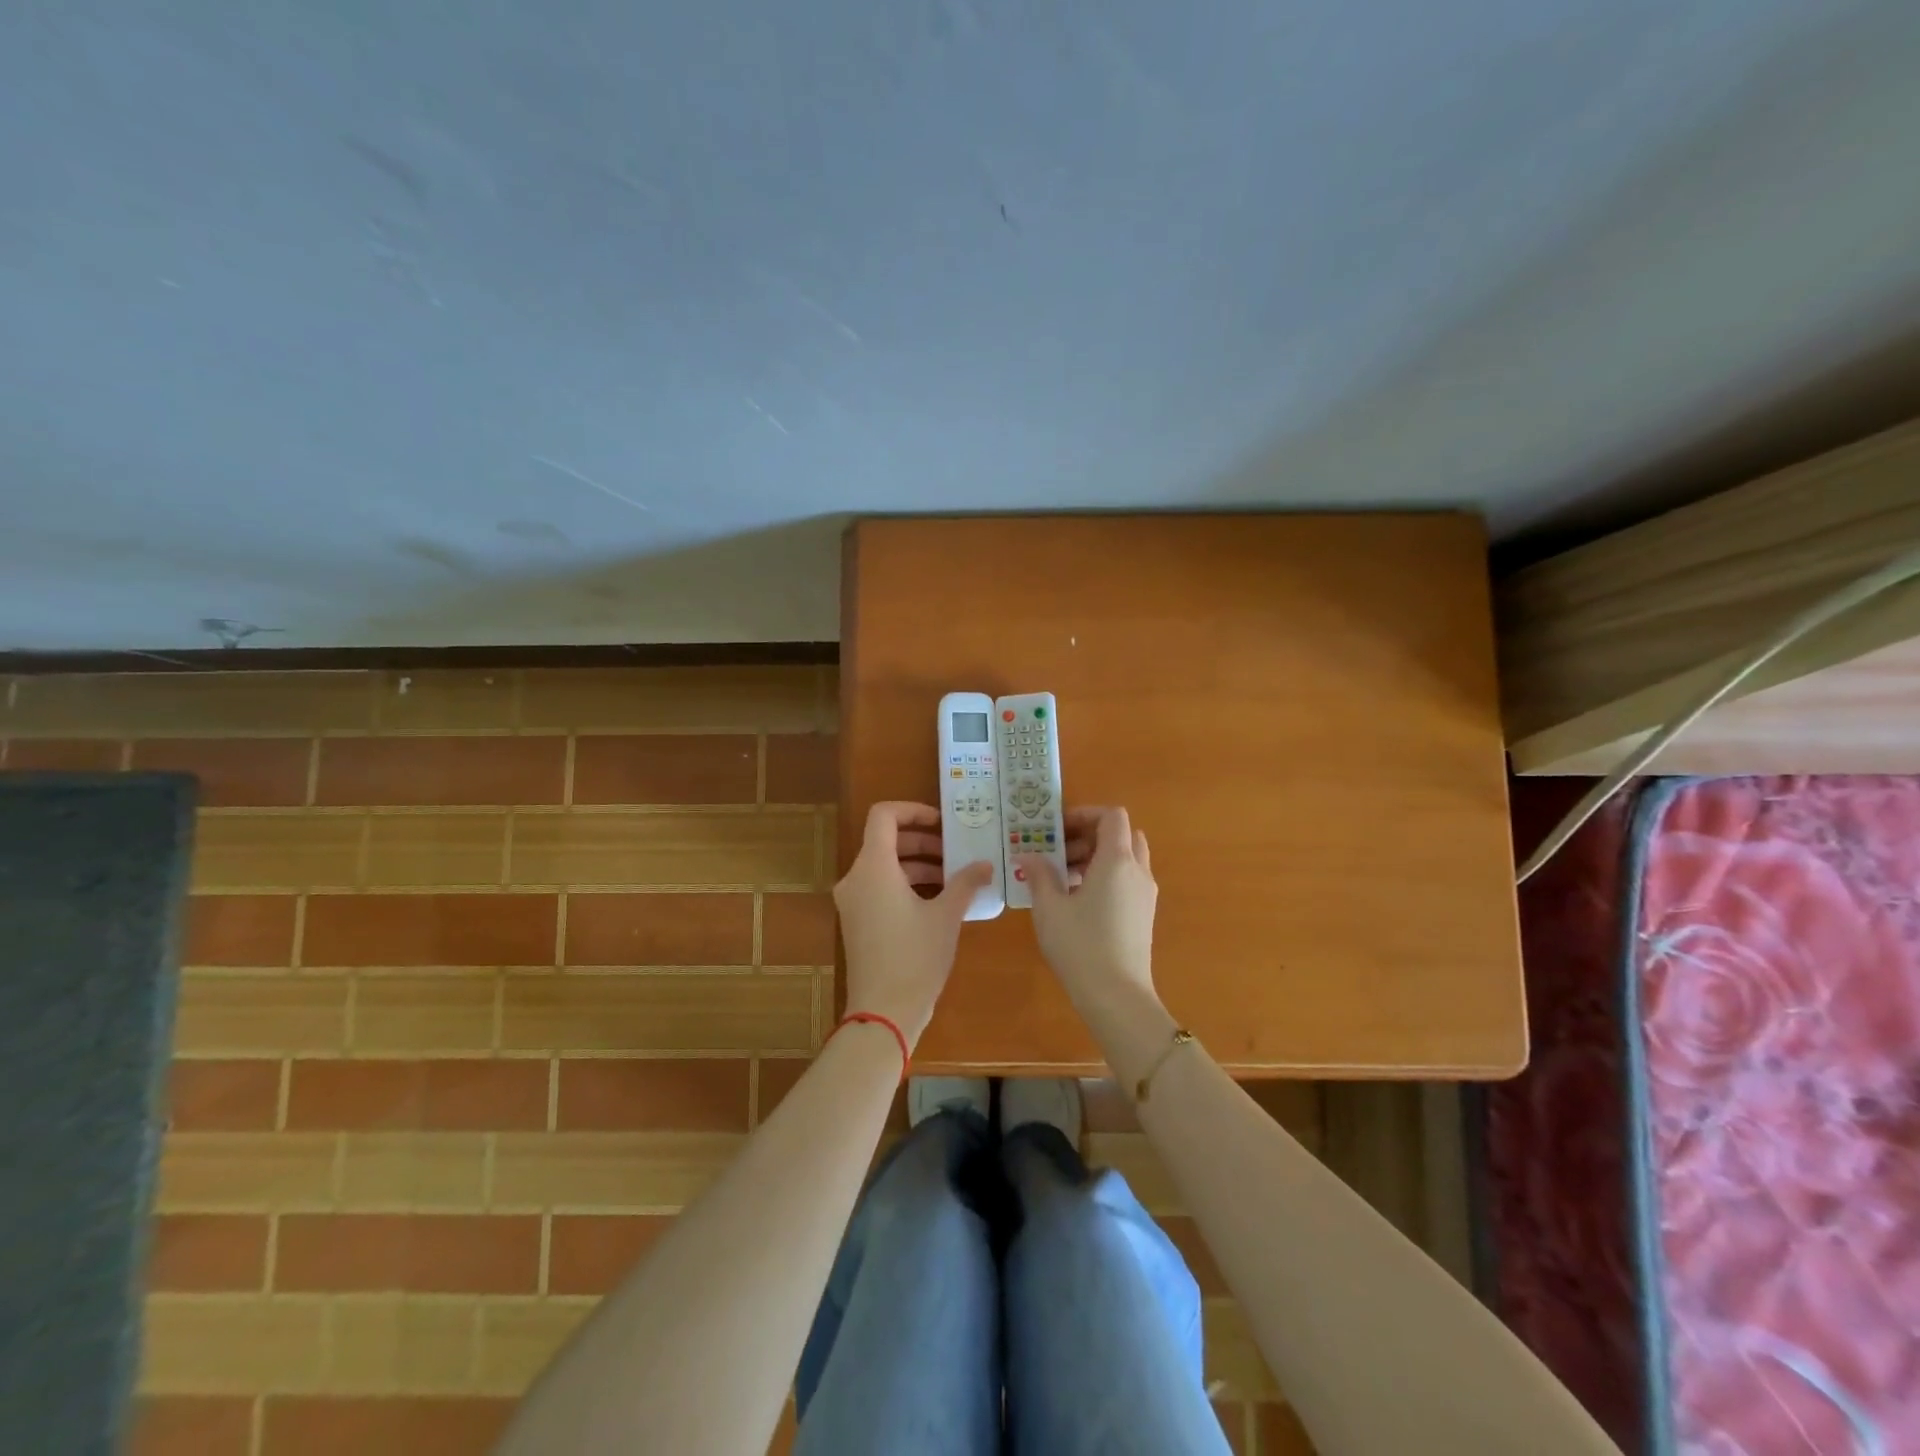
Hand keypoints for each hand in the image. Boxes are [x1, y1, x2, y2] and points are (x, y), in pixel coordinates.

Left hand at [834, 802, 993, 1047]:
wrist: (882, 1013)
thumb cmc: (915, 957)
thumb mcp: (947, 917)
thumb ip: (966, 883)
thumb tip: (986, 864)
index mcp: (873, 867)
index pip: (884, 816)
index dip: (913, 810)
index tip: (941, 823)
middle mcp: (856, 878)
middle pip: (886, 841)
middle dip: (923, 843)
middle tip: (955, 853)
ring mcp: (853, 901)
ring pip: (884, 867)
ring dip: (918, 866)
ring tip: (953, 880)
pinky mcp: (857, 922)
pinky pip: (880, 888)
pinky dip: (906, 885)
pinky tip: (937, 903)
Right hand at [1019, 806, 1158, 1018]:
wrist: (1117, 997)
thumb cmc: (1080, 945)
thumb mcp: (1049, 908)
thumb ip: (1039, 875)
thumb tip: (1028, 855)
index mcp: (1117, 860)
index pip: (1112, 816)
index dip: (1085, 814)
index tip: (1058, 828)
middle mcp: (1138, 871)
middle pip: (1122, 835)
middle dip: (1090, 836)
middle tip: (1059, 852)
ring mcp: (1145, 894)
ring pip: (1126, 859)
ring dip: (1097, 857)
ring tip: (1062, 878)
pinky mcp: (1144, 914)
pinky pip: (1128, 880)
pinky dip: (1106, 877)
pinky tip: (1077, 900)